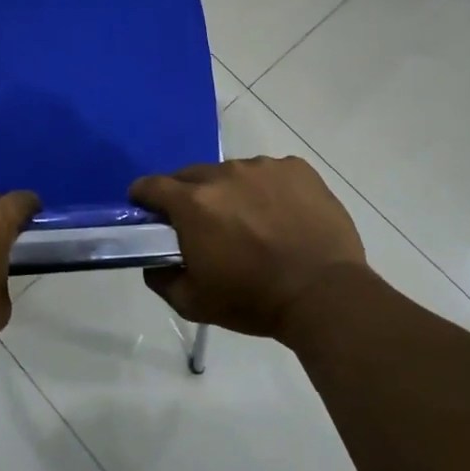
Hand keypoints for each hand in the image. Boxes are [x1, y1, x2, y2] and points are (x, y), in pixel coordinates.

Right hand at [130, 157, 370, 341]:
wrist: (325, 295)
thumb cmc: (254, 300)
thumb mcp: (194, 303)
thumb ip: (160, 278)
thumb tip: (153, 260)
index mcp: (193, 203)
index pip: (151, 185)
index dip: (144, 197)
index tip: (148, 211)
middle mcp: (224, 174)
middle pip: (192, 176)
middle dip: (189, 196)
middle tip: (205, 226)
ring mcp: (264, 167)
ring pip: (233, 173)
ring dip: (232, 192)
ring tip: (252, 223)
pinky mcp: (297, 169)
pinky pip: (270, 173)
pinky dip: (268, 190)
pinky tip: (283, 217)